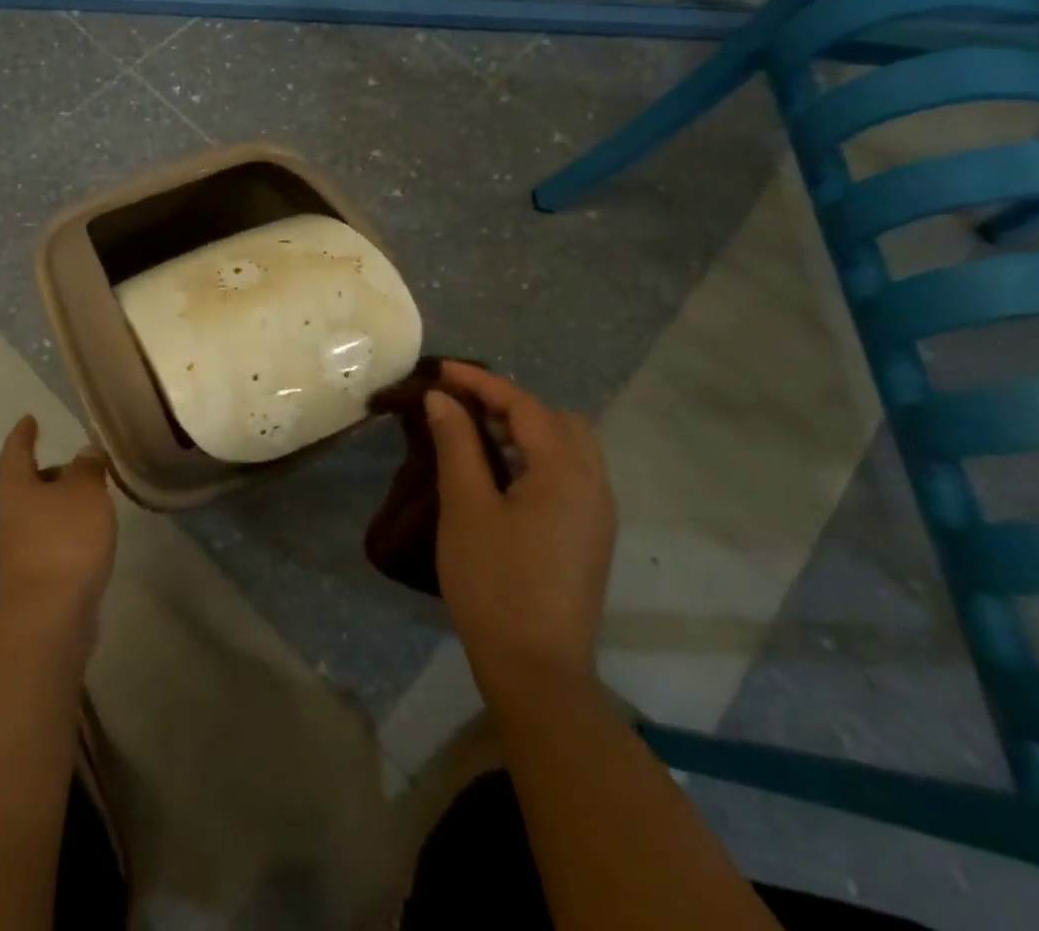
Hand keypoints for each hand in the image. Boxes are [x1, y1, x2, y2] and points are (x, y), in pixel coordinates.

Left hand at [0, 415, 117, 629]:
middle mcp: (3, 517)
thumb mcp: (85, 492)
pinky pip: (43, 546)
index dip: (24, 434)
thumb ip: (87, 469)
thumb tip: (85, 453)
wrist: (44, 620)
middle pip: (23, 487)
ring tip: (87, 507)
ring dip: (55, 510)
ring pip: (33, 519)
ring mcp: (10, 554)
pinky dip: (60, 538)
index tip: (30, 419)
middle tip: (76, 469)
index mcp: (12, 488)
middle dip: (47, 476)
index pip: (16, 451)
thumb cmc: (62, 541)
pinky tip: (83, 544)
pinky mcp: (25, 583)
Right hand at [425, 362, 614, 689]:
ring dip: (524, 429)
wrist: (535, 668)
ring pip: (567, 446)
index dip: (482, 382)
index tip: (442, 370)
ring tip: (476, 433)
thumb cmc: (494, 581)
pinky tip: (500, 472)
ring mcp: (596, 513)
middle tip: (462, 405)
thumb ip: (457, 444)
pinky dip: (535, 456)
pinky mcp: (588, 535)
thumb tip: (442, 399)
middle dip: (509, 403)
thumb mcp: (466, 506)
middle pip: (557, 420)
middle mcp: (593, 485)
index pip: (525, 406)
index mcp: (566, 473)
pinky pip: (568, 473)